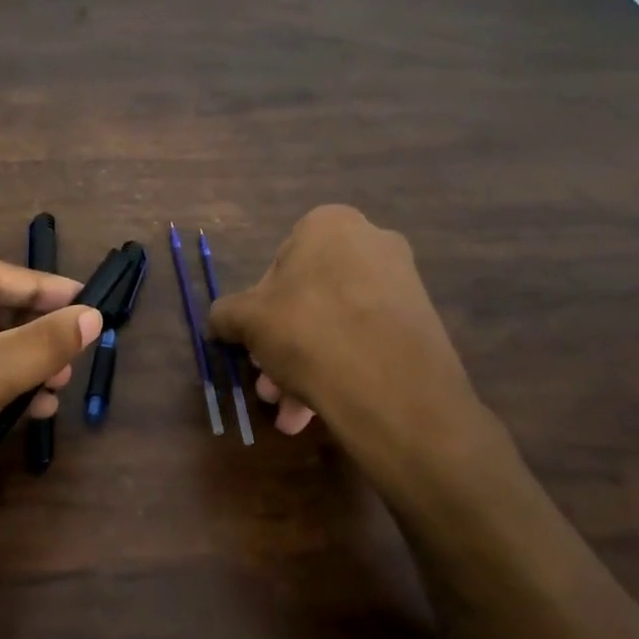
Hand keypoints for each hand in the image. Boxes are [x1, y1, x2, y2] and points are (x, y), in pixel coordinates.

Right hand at [207, 205, 492, 478]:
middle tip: (267, 384)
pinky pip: (366, 341)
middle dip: (282, 346)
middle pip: (309, 299)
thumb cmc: (308, 331)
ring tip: (290, 413)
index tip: (254, 340)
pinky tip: (319, 410)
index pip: (280, 262)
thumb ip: (226, 314)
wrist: (391, 387)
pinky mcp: (421, 324)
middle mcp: (372, 243)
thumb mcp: (248, 320)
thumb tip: (217, 321)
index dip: (260, 306)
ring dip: (304, 366)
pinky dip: (340, 370)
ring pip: (336, 325)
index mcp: (330, 225)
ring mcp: (402, 283)